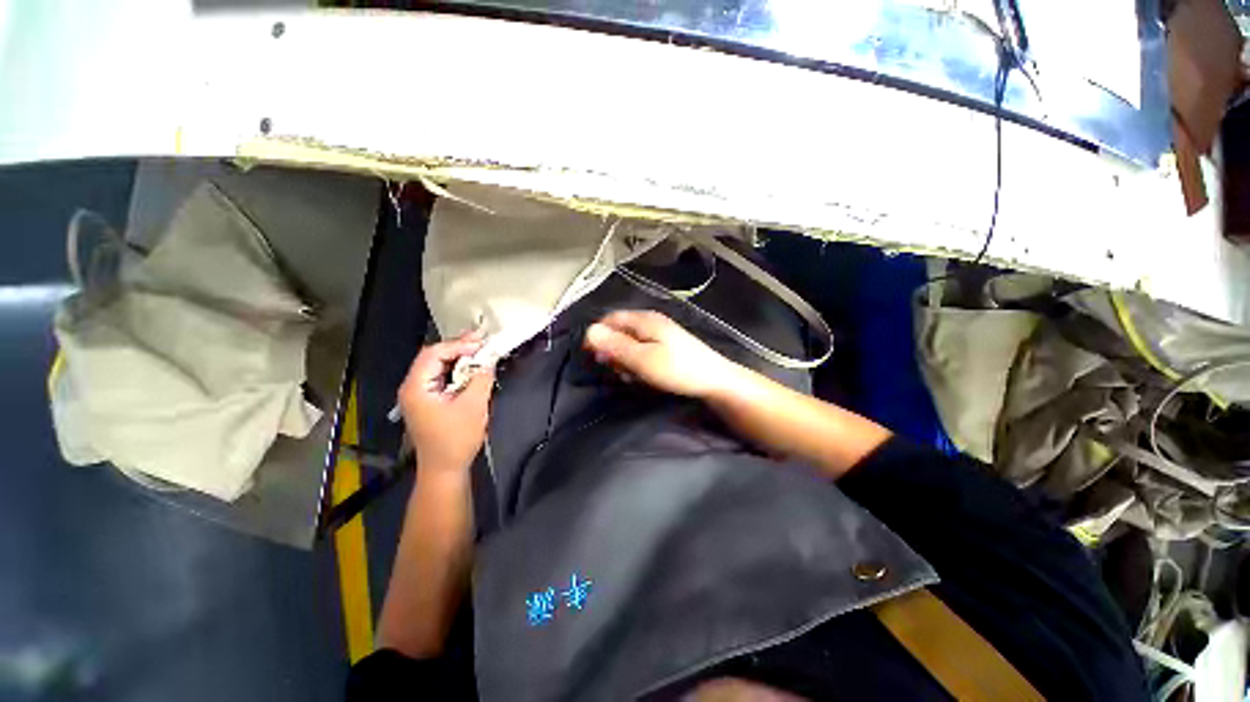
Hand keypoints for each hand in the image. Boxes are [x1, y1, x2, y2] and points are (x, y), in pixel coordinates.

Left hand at [399, 332, 495, 473]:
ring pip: (437, 366)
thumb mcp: (473, 406)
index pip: (433, 354)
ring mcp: (419, 394)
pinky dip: (457, 370)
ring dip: (459, 358)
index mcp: (416, 387)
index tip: (481, 343)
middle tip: (482, 342)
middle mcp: (412, 387)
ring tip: (480, 351)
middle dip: (458, 348)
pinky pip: (442, 377)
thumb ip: (481, 378)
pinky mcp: (428, 401)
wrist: (445, 468)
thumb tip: (489, 361)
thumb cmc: (456, 439)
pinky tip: (472, 368)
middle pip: (433, 357)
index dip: (457, 345)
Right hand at [583, 310, 743, 399]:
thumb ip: (616, 346)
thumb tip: (588, 331)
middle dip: (612, 351)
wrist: (715, 381)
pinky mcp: (666, 346)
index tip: (591, 356)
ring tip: (631, 376)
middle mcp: (651, 322)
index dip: (597, 335)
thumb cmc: (677, 369)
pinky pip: (642, 351)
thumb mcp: (643, 360)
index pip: (610, 319)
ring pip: (630, 343)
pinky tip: (642, 376)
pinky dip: (637, 362)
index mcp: (644, 320)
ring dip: (624, 360)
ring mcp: (660, 334)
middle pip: (619, 331)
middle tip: (616, 370)